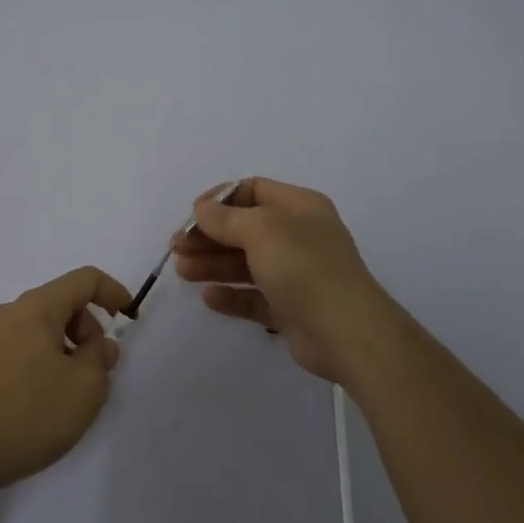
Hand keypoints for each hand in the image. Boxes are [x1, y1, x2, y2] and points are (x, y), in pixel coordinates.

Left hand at [0, 266, 130, 494]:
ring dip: (67, 348)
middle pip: (62, 303)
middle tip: (99, 370)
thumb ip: (102, 358)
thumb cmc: (30, 414)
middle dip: (89, 329)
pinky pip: (23, 347)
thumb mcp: (85, 387)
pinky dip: (44, 361)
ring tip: (73, 392)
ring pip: (42, 328)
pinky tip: (45, 401)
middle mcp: (10, 313)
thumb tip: (99, 346)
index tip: (128, 318)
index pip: (84, 279)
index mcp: (36, 307)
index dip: (112, 292)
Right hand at [171, 177, 413, 384]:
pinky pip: (254, 296)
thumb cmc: (304, 267)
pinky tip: (208, 298)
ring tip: (182, 271)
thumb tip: (202, 209)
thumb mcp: (261, 230)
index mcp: (299, 207)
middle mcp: (298, 236)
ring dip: (213, 264)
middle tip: (177, 247)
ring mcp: (296, 274)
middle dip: (209, 235)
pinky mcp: (291, 308)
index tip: (192, 215)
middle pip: (245, 228)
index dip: (220, 199)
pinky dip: (231, 295)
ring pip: (246, 263)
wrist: (346, 332)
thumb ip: (226, 218)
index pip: (253, 190)